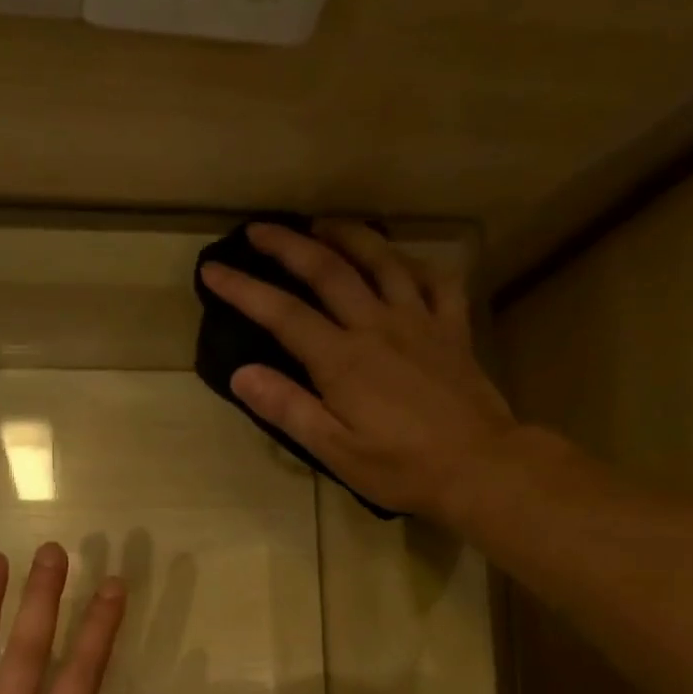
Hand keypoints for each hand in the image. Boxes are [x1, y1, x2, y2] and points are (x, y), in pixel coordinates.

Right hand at [200, 220, 517, 523]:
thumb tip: (241, 374)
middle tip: (260, 229)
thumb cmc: (401, 467)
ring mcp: (420, 321)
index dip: (243, 289)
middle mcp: (377, 325)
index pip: (282, 313)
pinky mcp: (453, 329)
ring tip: (324, 225)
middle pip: (328, 271)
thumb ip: (288, 408)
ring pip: (381, 262)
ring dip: (348, 237)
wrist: (480, 468)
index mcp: (341, 359)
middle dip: (288, 246)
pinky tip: (402, 263)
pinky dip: (415, 264)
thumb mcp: (334, 450)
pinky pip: (437, 281)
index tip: (213, 270)